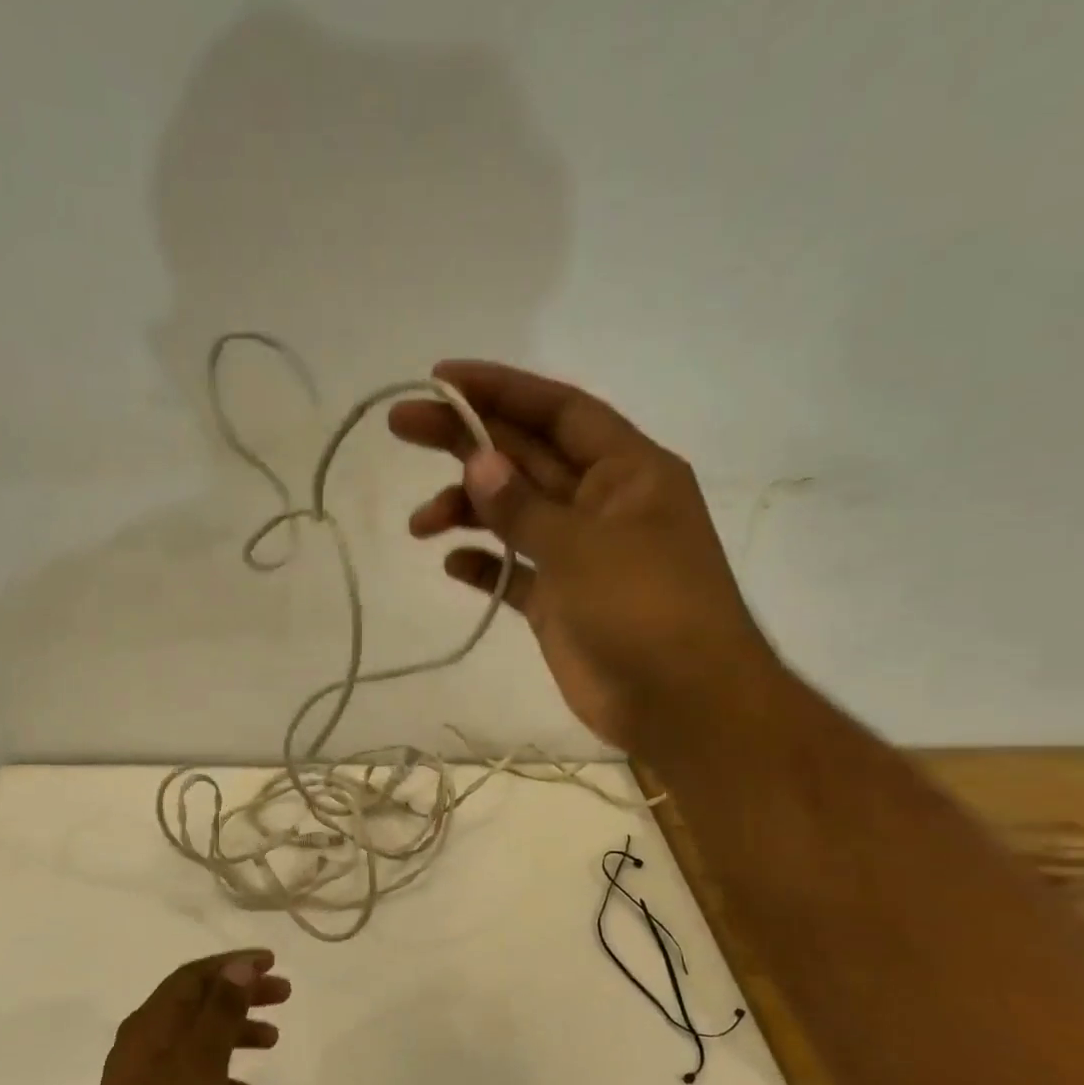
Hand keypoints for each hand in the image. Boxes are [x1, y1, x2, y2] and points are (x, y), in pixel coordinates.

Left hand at [72, 951, 290, 1084]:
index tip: (272, 962)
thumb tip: (239, 967)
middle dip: (240, 994)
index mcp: (149, 1024)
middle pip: (198, 1003)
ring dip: (235, 1032)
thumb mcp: (201, 1063)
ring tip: (274, 1040)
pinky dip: (222, 1075)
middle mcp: (143, 1042)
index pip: (194, 976)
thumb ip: (221, 1011)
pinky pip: (194, 1077)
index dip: (233, 964)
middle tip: (283, 995)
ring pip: (198, 1039)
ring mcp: (145, 1079)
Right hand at [390, 361, 782, 757]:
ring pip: (513, 514)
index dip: (501, 390)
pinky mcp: (561, 603)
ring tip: (421, 524)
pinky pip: (514, 572)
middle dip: (465, 441)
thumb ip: (524, 506)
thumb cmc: (646, 610)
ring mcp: (580, 556)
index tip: (441, 379)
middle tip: (402, 426)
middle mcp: (602, 504)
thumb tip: (477, 460)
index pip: (558, 411)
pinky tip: (452, 564)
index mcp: (627, 472)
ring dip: (467, 510)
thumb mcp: (583, 548)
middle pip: (525, 457)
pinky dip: (484, 566)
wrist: (682, 705)